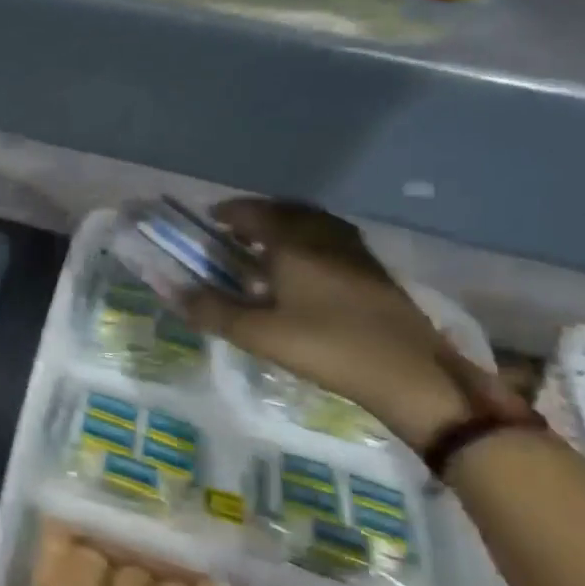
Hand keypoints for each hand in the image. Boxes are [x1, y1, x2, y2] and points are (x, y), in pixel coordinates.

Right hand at [182, 199, 504, 450]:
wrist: (412, 375)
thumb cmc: (328, 347)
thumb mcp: (260, 334)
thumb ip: (213, 311)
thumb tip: (172, 291)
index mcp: (294, 242)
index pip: (255, 212)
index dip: (230, 212)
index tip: (211, 219)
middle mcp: (324, 236)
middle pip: (286, 210)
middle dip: (258, 214)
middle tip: (236, 230)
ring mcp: (355, 251)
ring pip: (313, 222)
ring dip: (286, 225)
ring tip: (268, 246)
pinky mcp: (374, 270)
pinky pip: (332, 238)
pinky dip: (310, 239)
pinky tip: (307, 268)